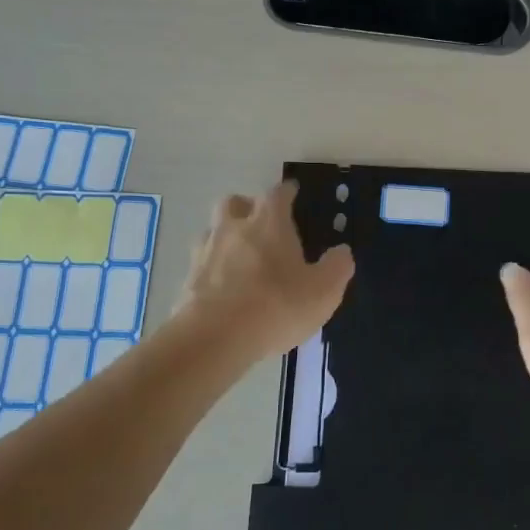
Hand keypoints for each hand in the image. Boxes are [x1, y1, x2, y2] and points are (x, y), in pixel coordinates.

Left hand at [176, 181, 354, 361]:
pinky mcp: (187, 279)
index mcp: (268, 222)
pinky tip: (223, 286)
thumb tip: (341, 252)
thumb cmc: (277, 305)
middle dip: (247, 207)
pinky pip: (201, 263)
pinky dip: (212, 268)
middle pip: (234, 202)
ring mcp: (205, 252)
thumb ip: (337, 267)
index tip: (293, 193)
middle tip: (261, 224)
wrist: (214, 337)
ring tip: (239, 257)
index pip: (277, 194)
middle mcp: (233, 227)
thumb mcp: (323, 290)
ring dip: (225, 236)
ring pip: (213, 230)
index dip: (287, 192)